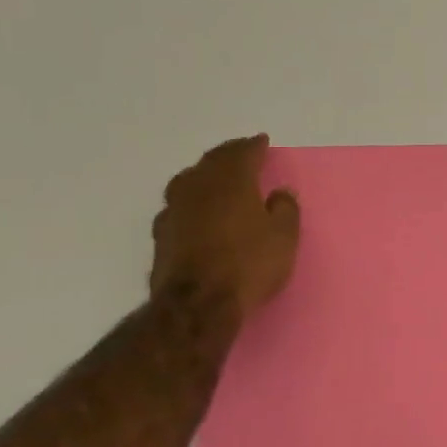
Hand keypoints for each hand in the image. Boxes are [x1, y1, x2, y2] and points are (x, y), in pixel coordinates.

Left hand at [150, 135, 301, 326]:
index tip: (262, 142)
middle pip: (212, 162)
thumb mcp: (284, 238)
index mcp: (231, 181)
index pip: (242, 153)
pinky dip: (192, 201)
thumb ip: (285, 209)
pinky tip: (197, 211)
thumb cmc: (249, 264)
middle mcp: (198, 187)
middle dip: (228, 155)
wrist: (197, 305)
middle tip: (241, 153)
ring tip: (216, 178)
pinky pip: (179, 206)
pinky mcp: (161, 235)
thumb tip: (280, 193)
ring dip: (205, 175)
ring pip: (189, 181)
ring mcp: (174, 210)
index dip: (254, 146)